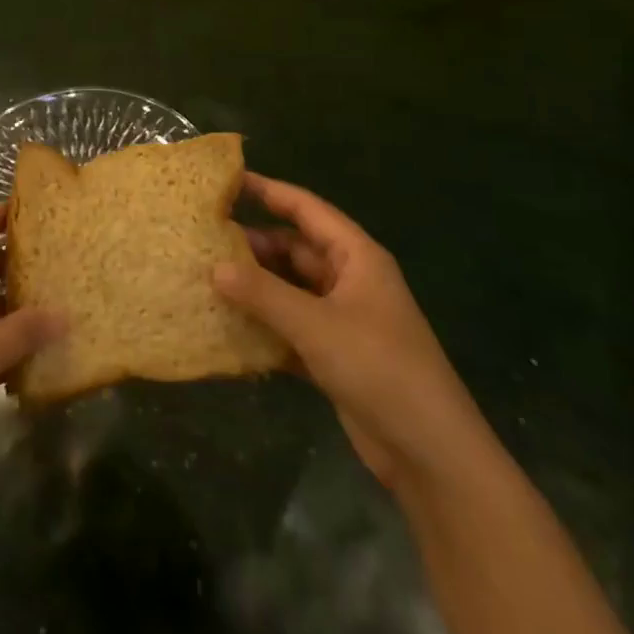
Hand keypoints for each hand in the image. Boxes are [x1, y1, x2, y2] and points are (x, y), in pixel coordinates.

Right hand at [214, 173, 490, 488]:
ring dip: (255, 287)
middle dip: (253, 245)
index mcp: (356, 257)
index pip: (306, 209)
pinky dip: (264, 326)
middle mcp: (349, 280)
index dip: (268, 191)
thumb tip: (213, 267)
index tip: (226, 181)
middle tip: (203, 241)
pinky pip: (290, 327)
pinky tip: (227, 327)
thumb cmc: (379, 368)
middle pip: (294, 249)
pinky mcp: (334, 354)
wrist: (429, 452)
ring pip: (290, 289)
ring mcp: (342, 319)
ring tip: (205, 279)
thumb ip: (263, 294)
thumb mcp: (316, 325)